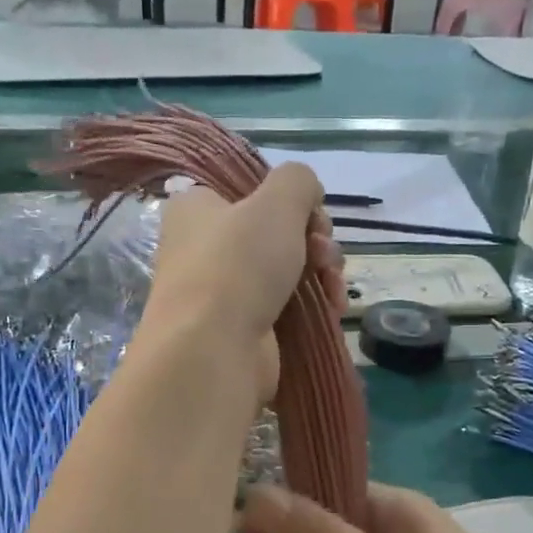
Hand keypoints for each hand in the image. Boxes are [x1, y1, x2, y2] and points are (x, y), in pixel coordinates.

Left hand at [138, 162, 341, 401]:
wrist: (214, 351)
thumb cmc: (238, 264)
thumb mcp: (277, 201)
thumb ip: (298, 180)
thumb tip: (308, 195)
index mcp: (197, 208)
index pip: (251, 191)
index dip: (290, 200)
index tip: (314, 215)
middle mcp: (204, 248)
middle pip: (276, 233)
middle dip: (315, 241)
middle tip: (325, 255)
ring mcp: (223, 293)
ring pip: (287, 271)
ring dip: (322, 274)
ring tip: (335, 288)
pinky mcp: (243, 329)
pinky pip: (287, 307)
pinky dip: (314, 306)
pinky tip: (334, 309)